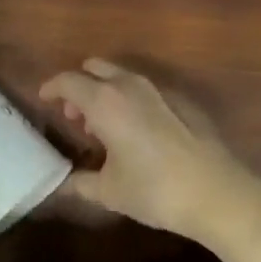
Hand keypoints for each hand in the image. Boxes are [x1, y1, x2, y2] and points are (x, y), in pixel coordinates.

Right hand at [38, 59, 260, 244]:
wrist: (216, 192)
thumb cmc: (155, 190)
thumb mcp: (109, 191)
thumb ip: (79, 183)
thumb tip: (59, 184)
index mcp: (105, 101)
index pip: (68, 81)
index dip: (52, 88)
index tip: (44, 99)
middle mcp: (129, 86)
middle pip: (95, 69)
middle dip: (79, 86)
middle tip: (74, 116)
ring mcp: (158, 89)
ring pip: (121, 77)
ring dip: (105, 93)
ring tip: (102, 127)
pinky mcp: (180, 100)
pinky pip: (143, 90)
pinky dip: (130, 101)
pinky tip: (135, 132)